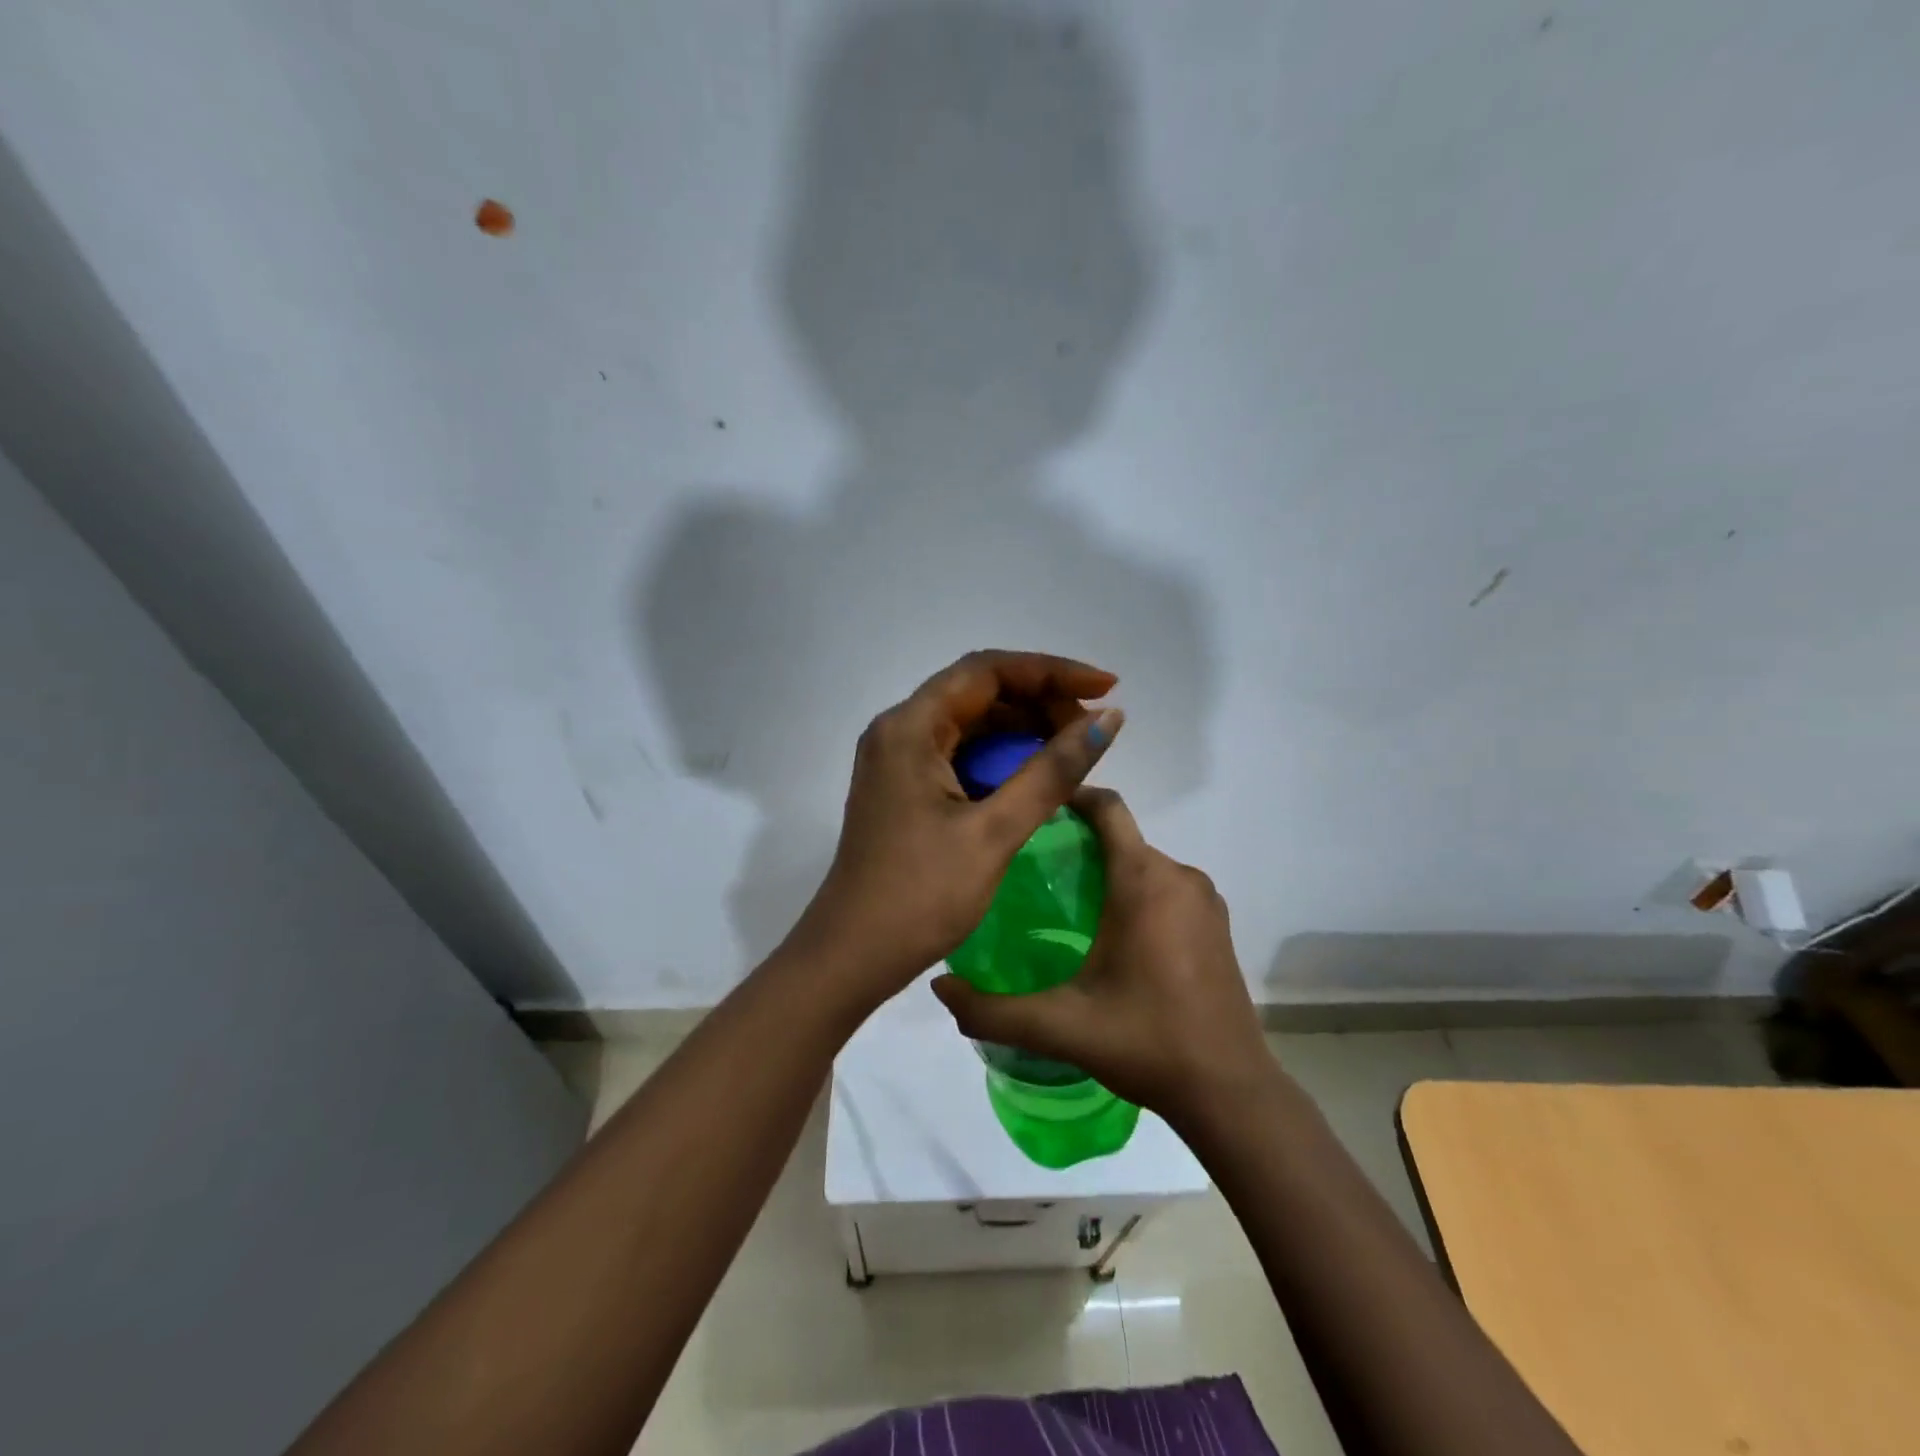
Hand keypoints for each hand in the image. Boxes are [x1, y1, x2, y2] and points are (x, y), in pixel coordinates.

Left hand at [789, 650, 1124, 1009]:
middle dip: (1040, 701)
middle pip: (978, 692)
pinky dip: (1001, 758)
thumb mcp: (994, 832)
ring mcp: (898, 760)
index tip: (1105, 687)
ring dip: (1023, 729)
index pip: (987, 670)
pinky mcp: (904, 788)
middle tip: (1093, 729)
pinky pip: (960, 754)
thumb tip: (1107, 720)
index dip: (1051, 671)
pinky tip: (1036, 775)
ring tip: (1075, 749)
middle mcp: (898, 731)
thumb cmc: (920, 896)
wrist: (852, 957)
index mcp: (910, 727)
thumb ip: (1052, 772)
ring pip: (970, 724)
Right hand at [931, 787, 1274, 1127]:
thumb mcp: (1059, 1026)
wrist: (1229, 1091)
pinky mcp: (1217, 924)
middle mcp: (1179, 876)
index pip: (1107, 807)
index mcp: (1144, 880)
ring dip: (1108, 869)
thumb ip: (992, 1009)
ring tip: (1065, 903)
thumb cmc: (1145, 1042)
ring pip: (1144, 862)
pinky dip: (1137, 892)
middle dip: (1080, 842)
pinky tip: (1111, 935)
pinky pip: (1167, 886)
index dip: (1070, 797)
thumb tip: (937, 986)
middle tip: (1032, 870)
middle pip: (1122, 836)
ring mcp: (1205, 900)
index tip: (1033, 811)